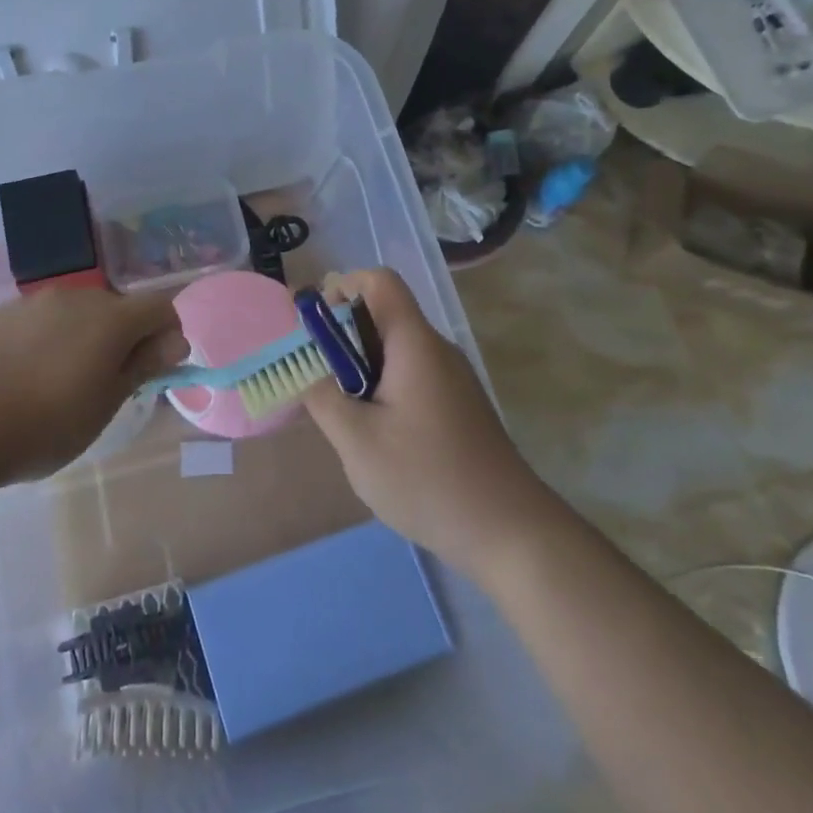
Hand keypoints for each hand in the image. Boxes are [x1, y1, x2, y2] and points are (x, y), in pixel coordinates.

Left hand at [0, 286, 187, 482]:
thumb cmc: (46, 425)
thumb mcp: (105, 405)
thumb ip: (143, 365)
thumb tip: (177, 340)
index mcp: (110, 318)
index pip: (159, 307)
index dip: (166, 334)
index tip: (152, 369)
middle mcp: (76, 297)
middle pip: (116, 307)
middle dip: (122, 337)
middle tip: (104, 383)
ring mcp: (33, 302)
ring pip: (75, 312)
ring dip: (82, 336)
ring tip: (58, 381)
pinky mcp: (0, 313)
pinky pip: (38, 319)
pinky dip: (45, 339)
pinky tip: (22, 375)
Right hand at [302, 268, 546, 577]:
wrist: (510, 532)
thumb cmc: (427, 479)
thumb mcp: (357, 440)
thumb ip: (321, 395)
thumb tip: (301, 364)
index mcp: (414, 343)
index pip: (379, 281)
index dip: (341, 287)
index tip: (314, 327)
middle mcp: (436, 349)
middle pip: (383, 314)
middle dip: (342, 337)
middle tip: (317, 379)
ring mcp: (452, 378)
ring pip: (394, 350)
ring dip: (360, 367)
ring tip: (342, 413)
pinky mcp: (457, 405)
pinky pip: (410, 375)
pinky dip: (382, 388)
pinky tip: (375, 435)